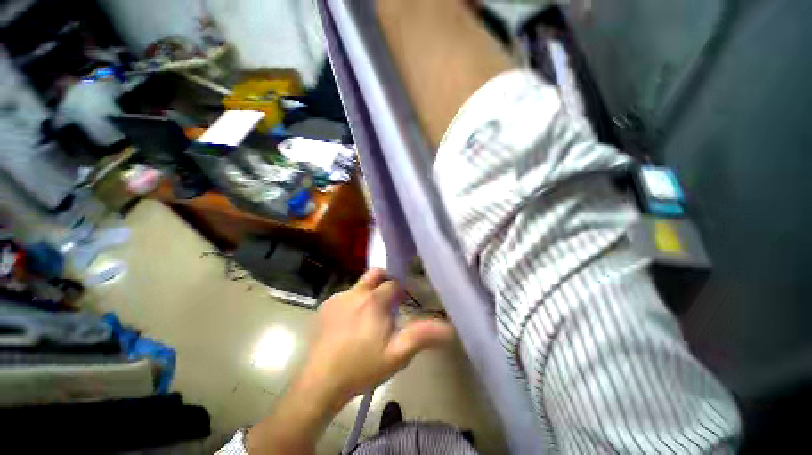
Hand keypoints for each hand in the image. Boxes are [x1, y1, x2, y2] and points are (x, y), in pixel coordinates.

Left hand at [301, 268, 454, 409]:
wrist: (321, 382)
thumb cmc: (362, 367)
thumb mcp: (397, 355)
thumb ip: (422, 336)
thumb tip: (449, 328)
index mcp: (374, 300)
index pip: (393, 284)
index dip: (401, 292)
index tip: (403, 304)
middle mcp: (355, 292)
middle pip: (375, 274)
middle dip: (385, 281)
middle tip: (389, 300)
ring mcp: (337, 298)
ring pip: (359, 286)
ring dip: (368, 294)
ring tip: (370, 318)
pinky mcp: (325, 306)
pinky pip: (345, 296)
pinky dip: (353, 303)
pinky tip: (350, 324)